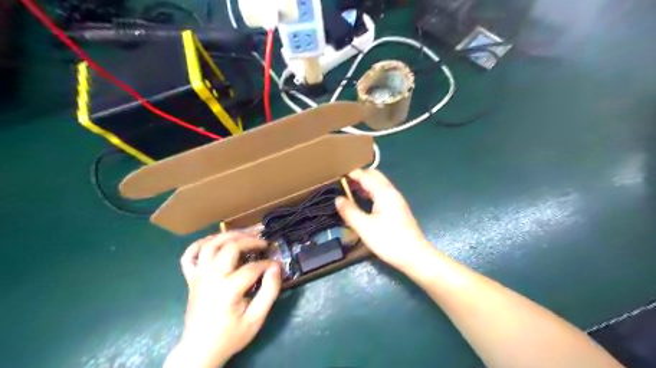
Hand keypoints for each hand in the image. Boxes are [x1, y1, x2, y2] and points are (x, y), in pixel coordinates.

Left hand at [167, 235, 281, 365]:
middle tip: (263, 241)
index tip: (276, 266)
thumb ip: (269, 292)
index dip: (267, 264)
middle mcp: (211, 277)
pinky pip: (190, 254)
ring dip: (229, 235)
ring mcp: (198, 276)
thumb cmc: (230, 335)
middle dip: (250, 240)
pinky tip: (214, 240)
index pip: (252, 267)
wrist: (199, 350)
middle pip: (230, 247)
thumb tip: (276, 268)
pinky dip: (201, 243)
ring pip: (211, 244)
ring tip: (245, 234)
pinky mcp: (191, 278)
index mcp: (227, 289)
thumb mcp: (256, 319)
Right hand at [335, 170, 434, 269]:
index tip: (337, 175)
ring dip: (365, 184)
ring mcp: (396, 200)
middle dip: (359, 176)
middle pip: (375, 176)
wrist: (414, 256)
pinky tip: (363, 201)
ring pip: (379, 184)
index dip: (352, 174)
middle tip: (343, 182)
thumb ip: (350, 211)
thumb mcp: (364, 227)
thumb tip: (337, 198)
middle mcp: (392, 192)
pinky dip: (371, 192)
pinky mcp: (398, 209)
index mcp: (384, 193)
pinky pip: (382, 193)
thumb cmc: (388, 240)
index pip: (366, 176)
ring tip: (349, 189)